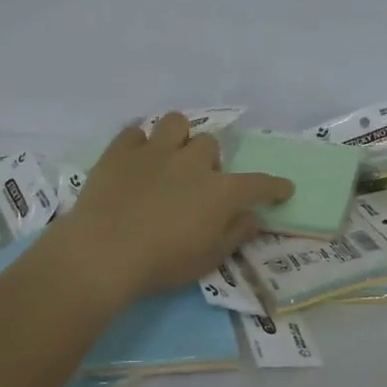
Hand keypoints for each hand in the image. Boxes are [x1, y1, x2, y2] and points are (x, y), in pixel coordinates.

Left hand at [55, 113, 291, 300]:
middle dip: (211, 161)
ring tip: (171, 157)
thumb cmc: (163, 263)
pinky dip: (139, 143)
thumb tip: (253, 217)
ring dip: (179, 137)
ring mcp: (154, 151)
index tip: (283, 189)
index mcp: (220, 192)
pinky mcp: (119, 151)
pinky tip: (136, 160)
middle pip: (211, 144)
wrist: (104, 253)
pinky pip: (135, 132)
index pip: (258, 183)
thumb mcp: (209, 258)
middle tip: (200, 183)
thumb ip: (236, 234)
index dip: (274, 186)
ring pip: (176, 123)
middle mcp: (192, 162)